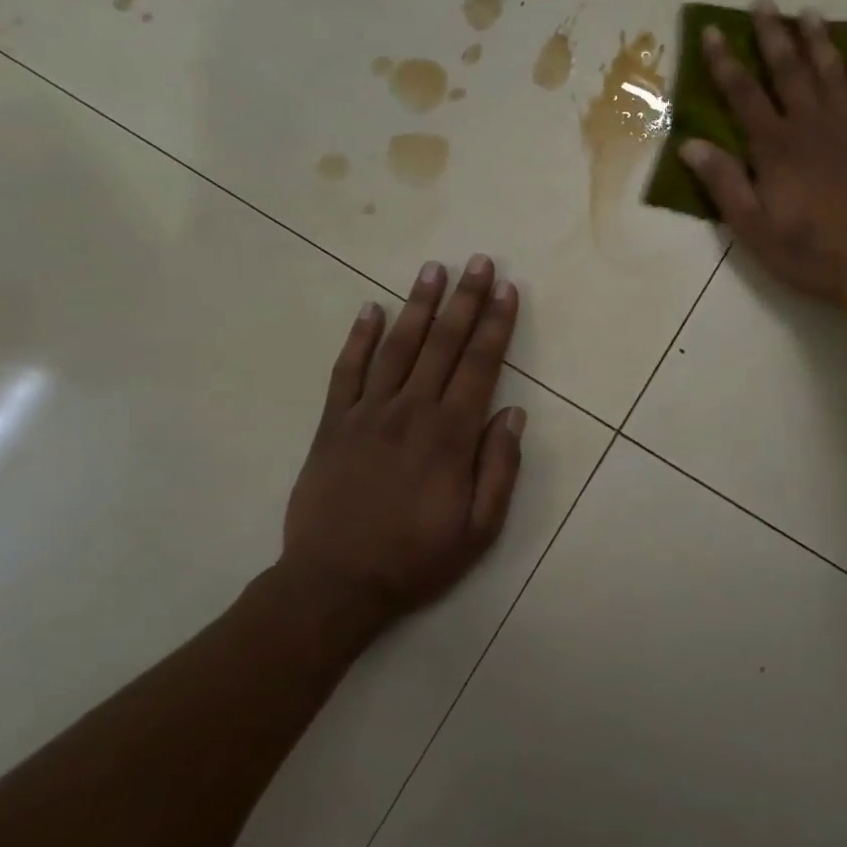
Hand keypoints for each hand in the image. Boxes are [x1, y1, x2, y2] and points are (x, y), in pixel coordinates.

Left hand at [281, 256, 525, 620]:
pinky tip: (371, 309)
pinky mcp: (332, 424)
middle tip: (479, 262)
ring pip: (398, 347)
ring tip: (433, 269)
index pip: (479, 366)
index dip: (496, 325)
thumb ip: (500, 469)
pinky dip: (359, 338)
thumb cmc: (416, 558)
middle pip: (443, 344)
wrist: (335, 584)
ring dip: (418, 305)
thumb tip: (514, 415)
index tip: (507, 290)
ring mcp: (367, 413)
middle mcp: (411, 411)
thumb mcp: (479, 529)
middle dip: (465, 300)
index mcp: (450, 435)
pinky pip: (347, 371)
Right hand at [679, 0, 846, 304]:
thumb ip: (724, 184)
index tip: (712, 31)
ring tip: (809, 13)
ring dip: (819, 41)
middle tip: (765, 2)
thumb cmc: (810, 252)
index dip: (725, 62)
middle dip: (773, 35)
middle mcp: (813, 125)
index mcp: (776, 147)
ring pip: (833, 73)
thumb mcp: (754, 229)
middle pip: (790, 71)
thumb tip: (691, 145)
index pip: (743, 95)